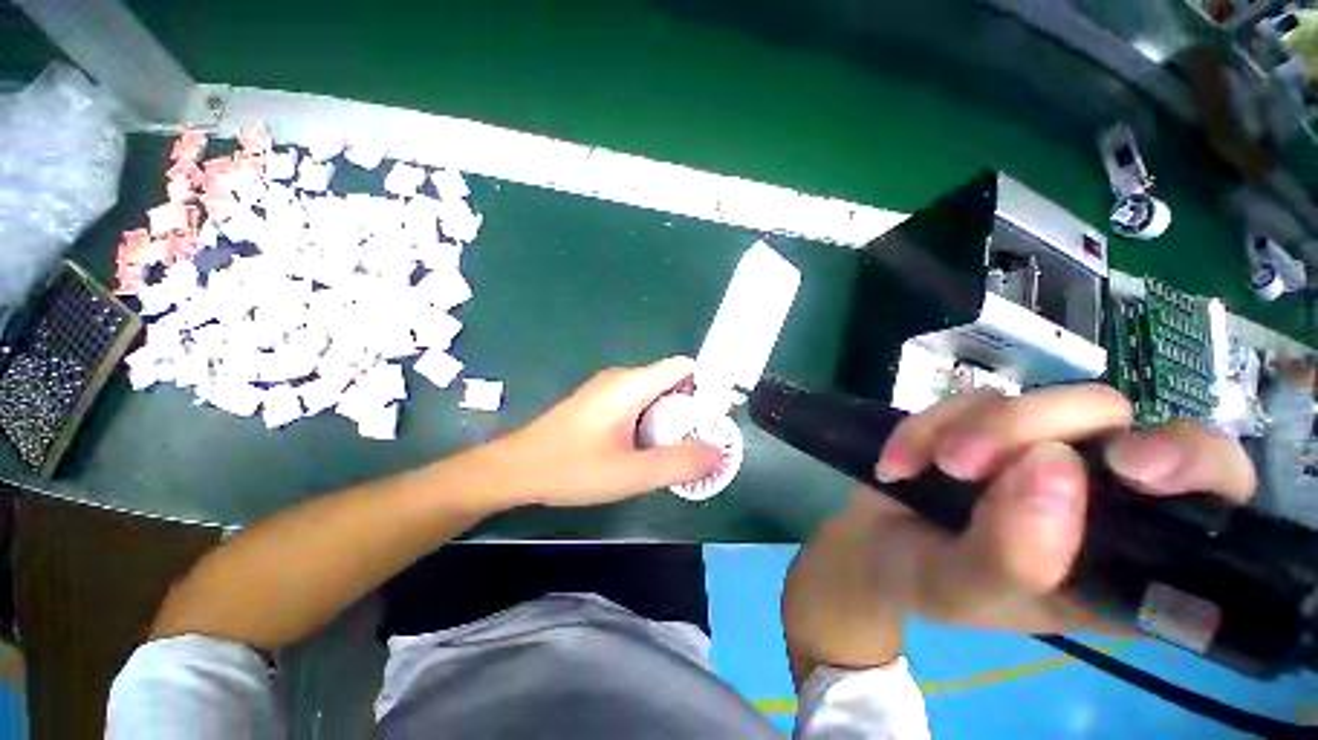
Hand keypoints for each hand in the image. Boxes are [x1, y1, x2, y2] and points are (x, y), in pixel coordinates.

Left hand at [497, 356, 721, 506]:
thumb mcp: (630, 473)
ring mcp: (608, 389)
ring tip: (674, 450)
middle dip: (690, 409)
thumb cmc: (571, 469)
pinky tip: (644, 448)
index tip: (717, 418)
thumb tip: (719, 453)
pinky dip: (652, 421)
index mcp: (631, 384)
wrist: (515, 470)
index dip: (706, 386)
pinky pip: (638, 403)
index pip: (684, 367)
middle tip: (697, 442)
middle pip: (672, 381)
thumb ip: (678, 463)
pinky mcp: (599, 402)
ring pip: (655, 394)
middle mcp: (621, 378)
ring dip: (671, 418)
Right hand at [783, 384, 1254, 683]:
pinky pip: (966, 400)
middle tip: (962, 465)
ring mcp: (1036, 448)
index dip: (1193, 465)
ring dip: (966, 429)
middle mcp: (1096, 490)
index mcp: (1125, 554)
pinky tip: (898, 462)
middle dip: (1033, 430)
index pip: (1211, 495)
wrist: (871, 546)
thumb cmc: (927, 584)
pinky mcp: (983, 424)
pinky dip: (924, 427)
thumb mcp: (964, 591)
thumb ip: (1014, 555)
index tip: (1132, 466)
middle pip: (1109, 418)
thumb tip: (1052, 465)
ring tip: (917, 468)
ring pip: (1032, 400)